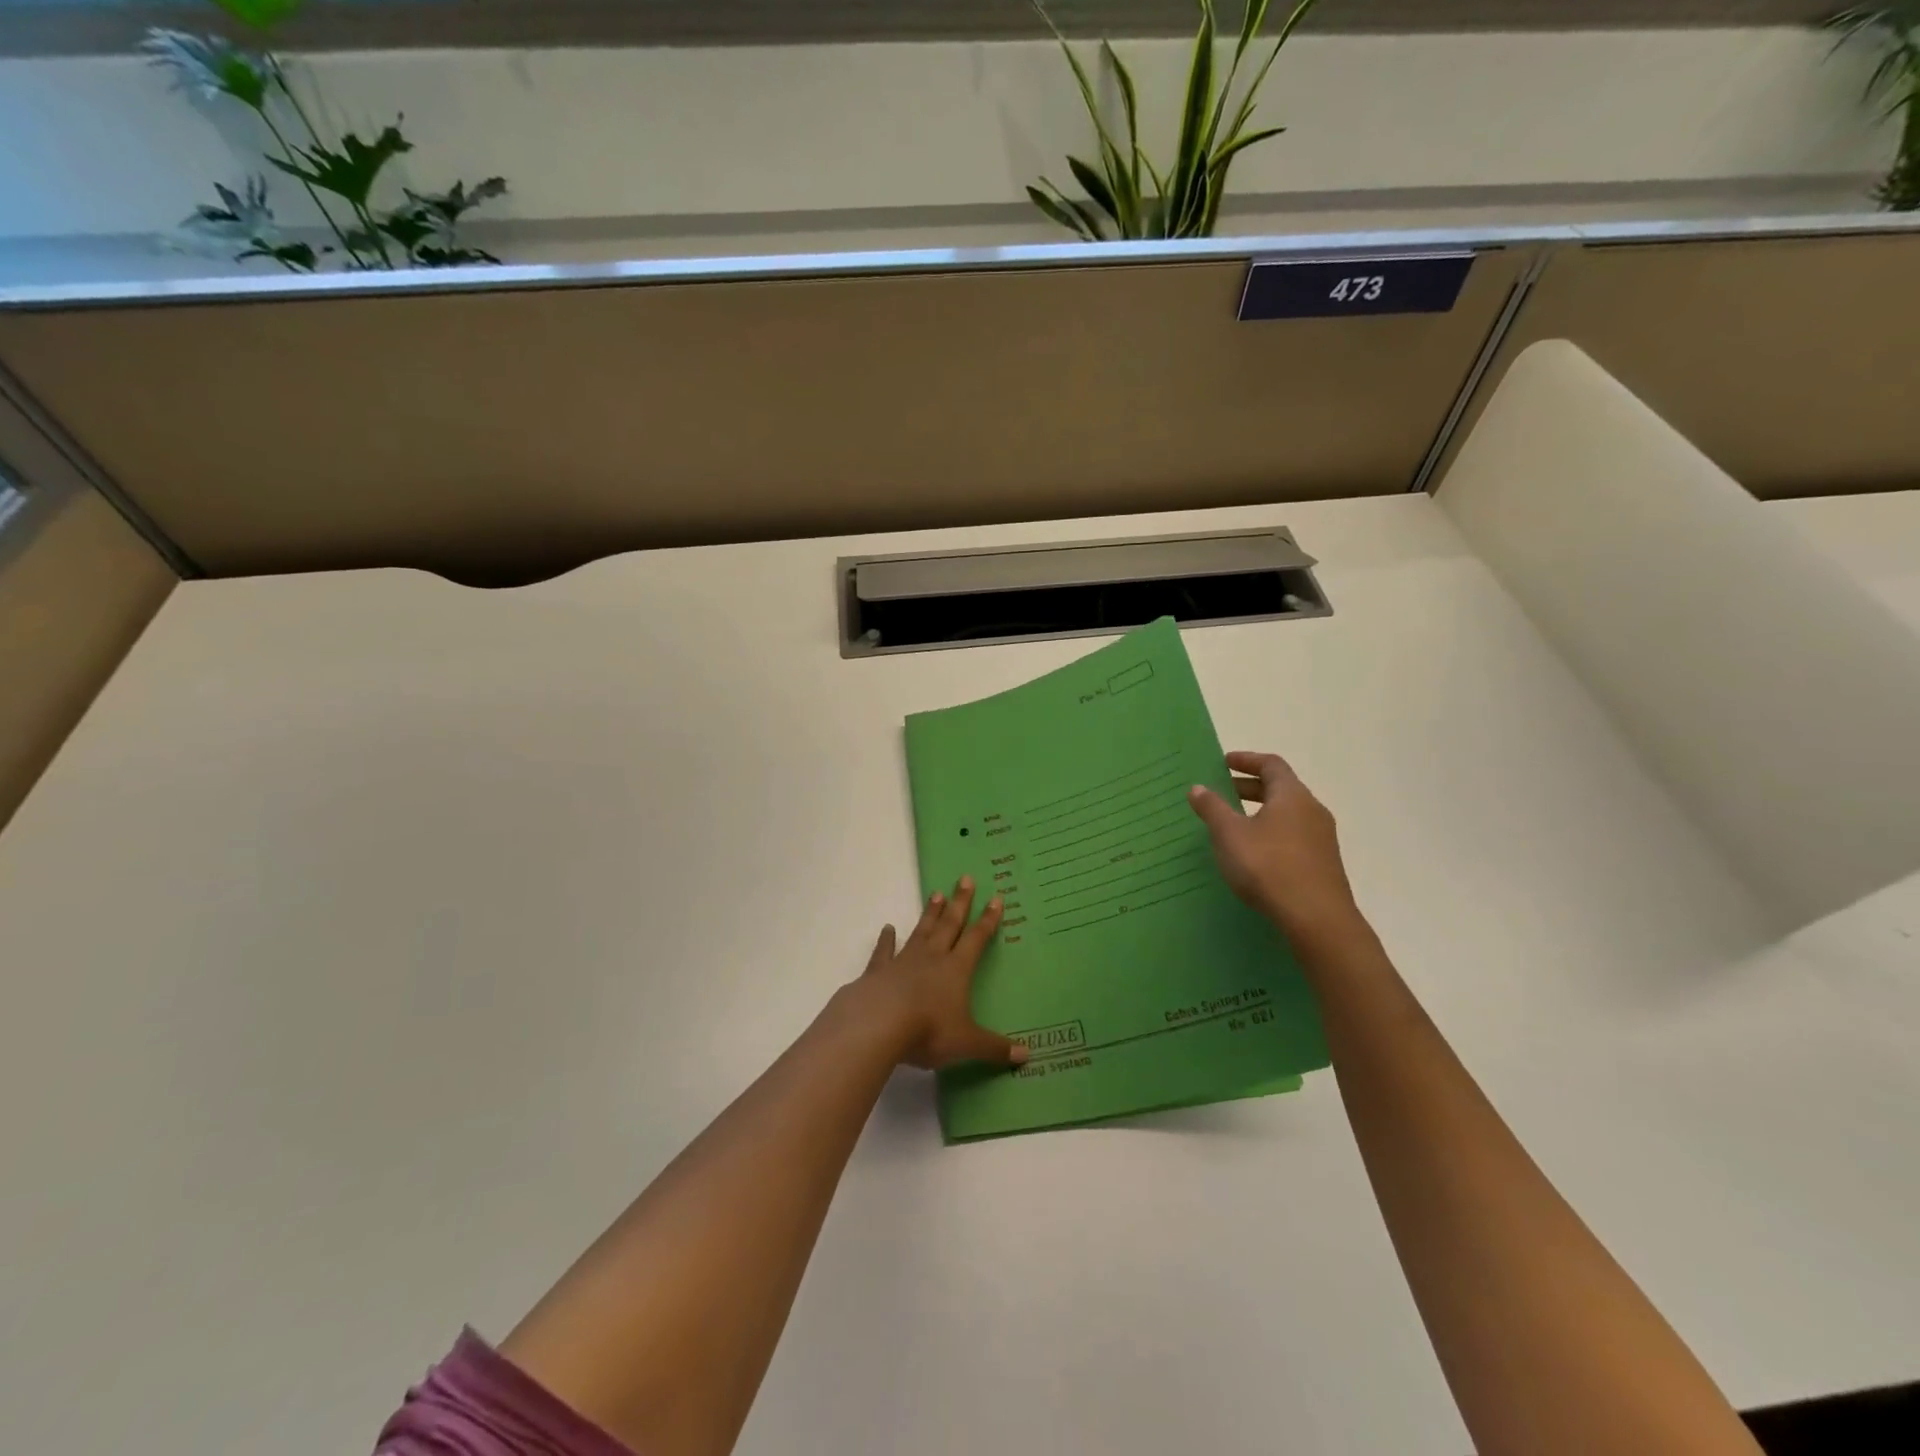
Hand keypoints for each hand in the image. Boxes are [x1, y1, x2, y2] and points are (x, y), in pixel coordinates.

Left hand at [853, 878, 1027, 1071]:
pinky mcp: (878, 971)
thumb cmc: (928, 1030)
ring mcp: (903, 961)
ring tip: (936, 893)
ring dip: (930, 914)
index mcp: (956, 970)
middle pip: (949, 925)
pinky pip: (884, 951)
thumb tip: (1027, 1056)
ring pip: (921, 931)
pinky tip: (887, 929)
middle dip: (960, 903)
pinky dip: (886, 940)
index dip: (988, 920)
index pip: (976, 939)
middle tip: (965, 878)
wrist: (878, 1024)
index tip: (996, 898)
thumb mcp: (967, 1043)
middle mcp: (932, 958)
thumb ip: (995, 1048)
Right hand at [1188, 751, 1361, 941]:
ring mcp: (1322, 839)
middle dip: (1250, 788)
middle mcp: (1312, 810)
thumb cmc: (1269, 866)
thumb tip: (1198, 787)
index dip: (1247, 760)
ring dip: (1261, 813)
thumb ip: (1213, 808)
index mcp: (1292, 795)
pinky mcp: (1323, 864)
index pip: (1271, 765)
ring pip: (1288, 815)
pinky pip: (1294, 837)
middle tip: (1223, 792)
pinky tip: (1254, 854)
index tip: (1224, 762)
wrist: (1317, 919)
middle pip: (1281, 789)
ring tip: (1235, 825)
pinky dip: (1272, 834)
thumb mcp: (1230, 835)